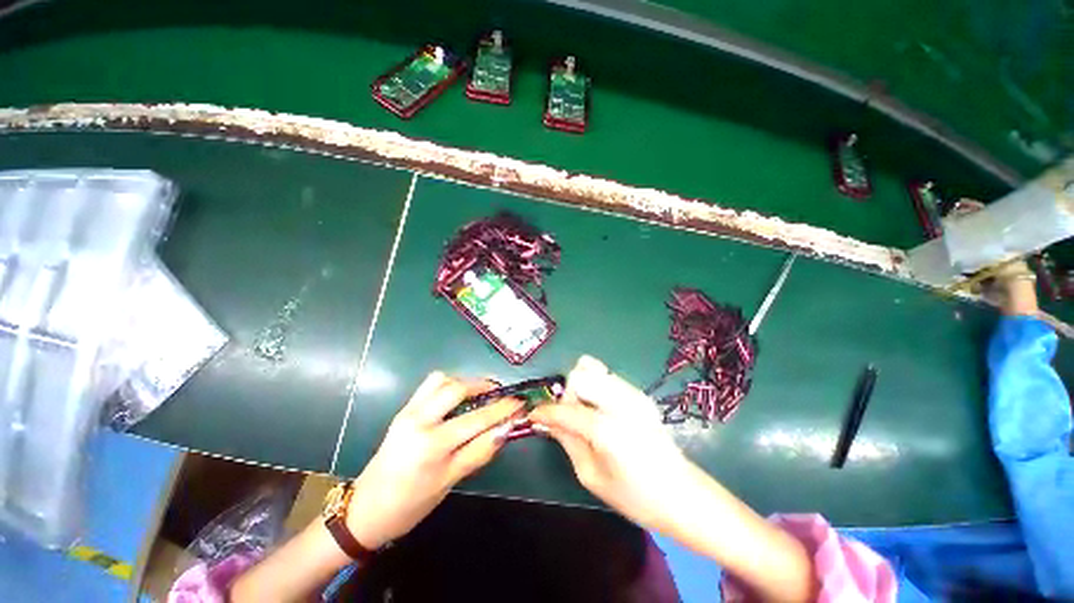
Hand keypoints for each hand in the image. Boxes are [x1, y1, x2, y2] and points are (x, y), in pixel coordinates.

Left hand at [346, 372, 522, 548]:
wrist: (365, 510)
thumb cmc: (410, 505)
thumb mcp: (450, 481)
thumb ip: (480, 451)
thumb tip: (506, 430)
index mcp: (432, 445)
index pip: (477, 419)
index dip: (502, 408)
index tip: (520, 401)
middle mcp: (419, 420)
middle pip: (459, 389)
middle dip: (484, 386)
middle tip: (500, 394)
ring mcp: (408, 412)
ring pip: (442, 380)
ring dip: (466, 382)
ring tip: (480, 393)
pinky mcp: (403, 410)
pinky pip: (429, 385)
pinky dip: (448, 384)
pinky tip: (457, 397)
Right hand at [529, 356, 694, 530]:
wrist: (682, 494)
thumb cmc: (635, 496)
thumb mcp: (591, 476)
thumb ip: (567, 441)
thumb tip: (546, 421)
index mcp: (607, 429)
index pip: (565, 409)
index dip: (545, 411)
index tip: (534, 415)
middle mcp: (620, 402)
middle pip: (581, 374)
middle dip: (568, 392)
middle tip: (568, 416)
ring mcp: (633, 394)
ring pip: (594, 369)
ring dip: (581, 386)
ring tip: (584, 411)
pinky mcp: (640, 394)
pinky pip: (608, 377)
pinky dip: (595, 386)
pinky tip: (599, 409)